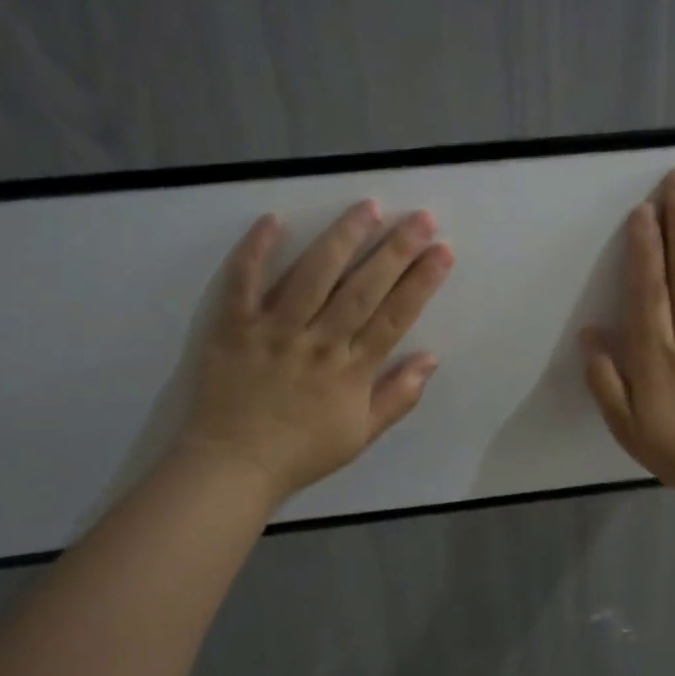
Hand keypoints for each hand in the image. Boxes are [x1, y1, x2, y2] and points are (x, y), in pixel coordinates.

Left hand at [180, 201, 454, 504]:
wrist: (231, 468)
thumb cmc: (301, 452)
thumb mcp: (361, 435)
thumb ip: (399, 396)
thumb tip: (432, 358)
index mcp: (351, 371)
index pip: (394, 317)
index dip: (422, 282)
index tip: (443, 251)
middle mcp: (317, 343)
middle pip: (362, 289)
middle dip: (396, 250)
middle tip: (421, 217)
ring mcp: (274, 332)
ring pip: (312, 276)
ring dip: (342, 239)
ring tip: (368, 207)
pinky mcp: (234, 328)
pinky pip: (243, 284)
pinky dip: (255, 251)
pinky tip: (274, 220)